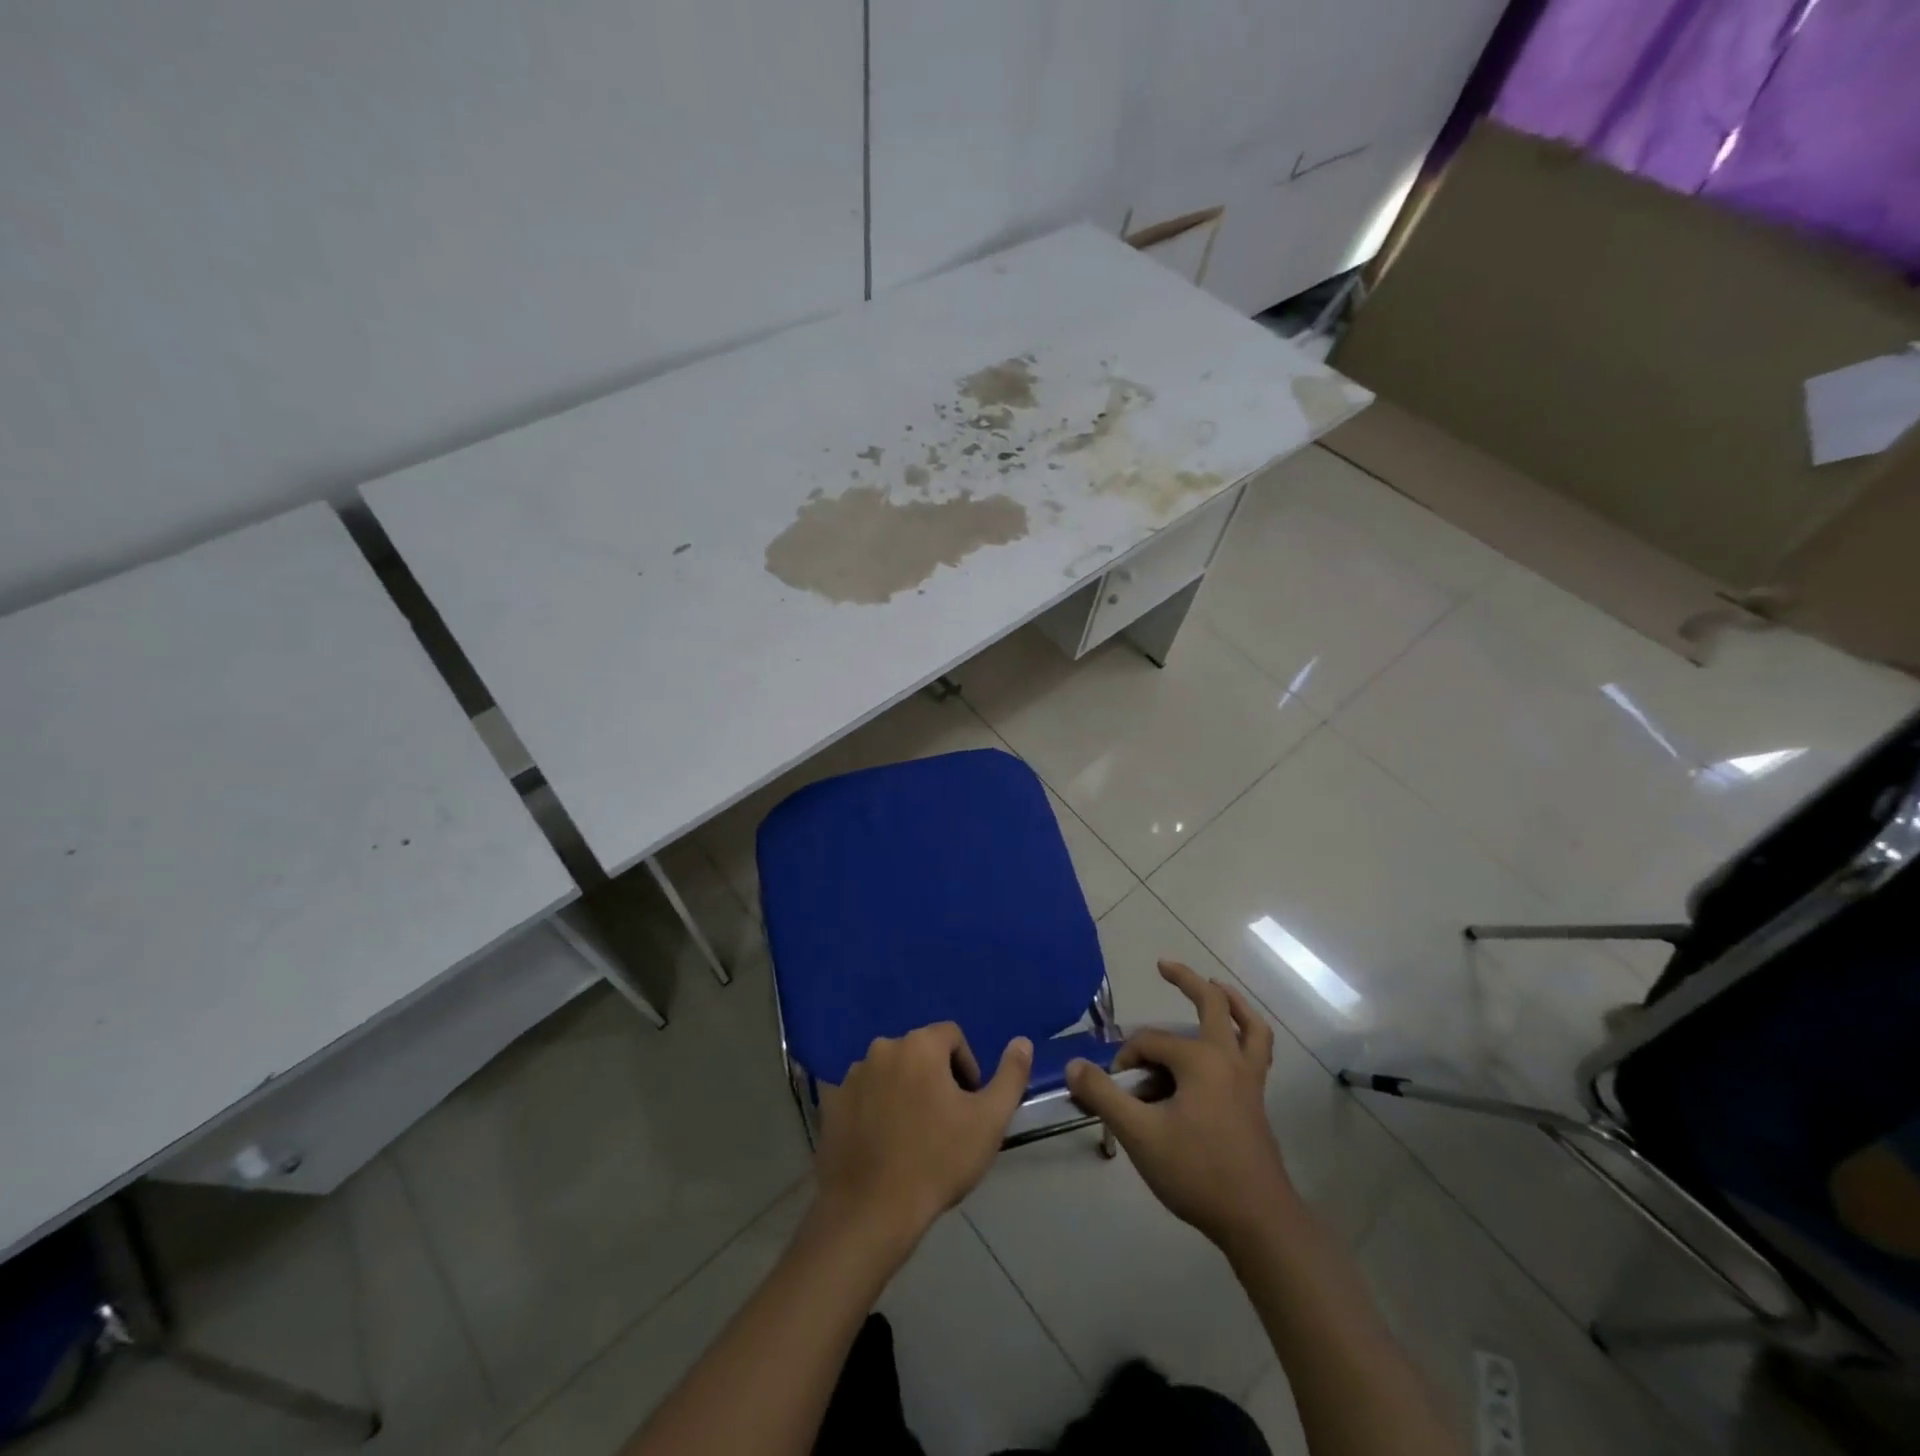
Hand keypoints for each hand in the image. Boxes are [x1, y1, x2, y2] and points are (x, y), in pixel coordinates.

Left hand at [813, 1023, 1031, 1250]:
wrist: (870, 1212)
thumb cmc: (937, 1161)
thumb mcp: (989, 1121)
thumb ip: (1010, 1076)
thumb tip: (1022, 1041)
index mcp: (919, 1045)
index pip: (952, 1036)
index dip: (966, 1066)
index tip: (968, 1104)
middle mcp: (882, 1048)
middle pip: (919, 1052)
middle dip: (935, 1078)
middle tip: (944, 1122)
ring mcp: (851, 1075)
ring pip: (889, 1072)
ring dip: (904, 1091)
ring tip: (912, 1136)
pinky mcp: (830, 1103)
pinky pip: (862, 1094)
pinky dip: (874, 1108)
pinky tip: (882, 1143)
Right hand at [1067, 962, 1294, 1251]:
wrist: (1257, 1221)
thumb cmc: (1197, 1172)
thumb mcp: (1139, 1134)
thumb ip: (1103, 1096)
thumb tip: (1073, 1065)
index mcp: (1200, 1060)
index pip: (1150, 1043)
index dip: (1126, 1059)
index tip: (1114, 1088)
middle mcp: (1227, 1059)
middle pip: (1212, 1004)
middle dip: (1186, 981)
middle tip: (1164, 965)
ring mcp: (1248, 1079)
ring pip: (1248, 1027)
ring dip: (1231, 1003)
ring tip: (1216, 987)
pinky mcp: (1256, 1101)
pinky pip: (1255, 1052)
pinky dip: (1245, 1034)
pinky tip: (1232, 1042)